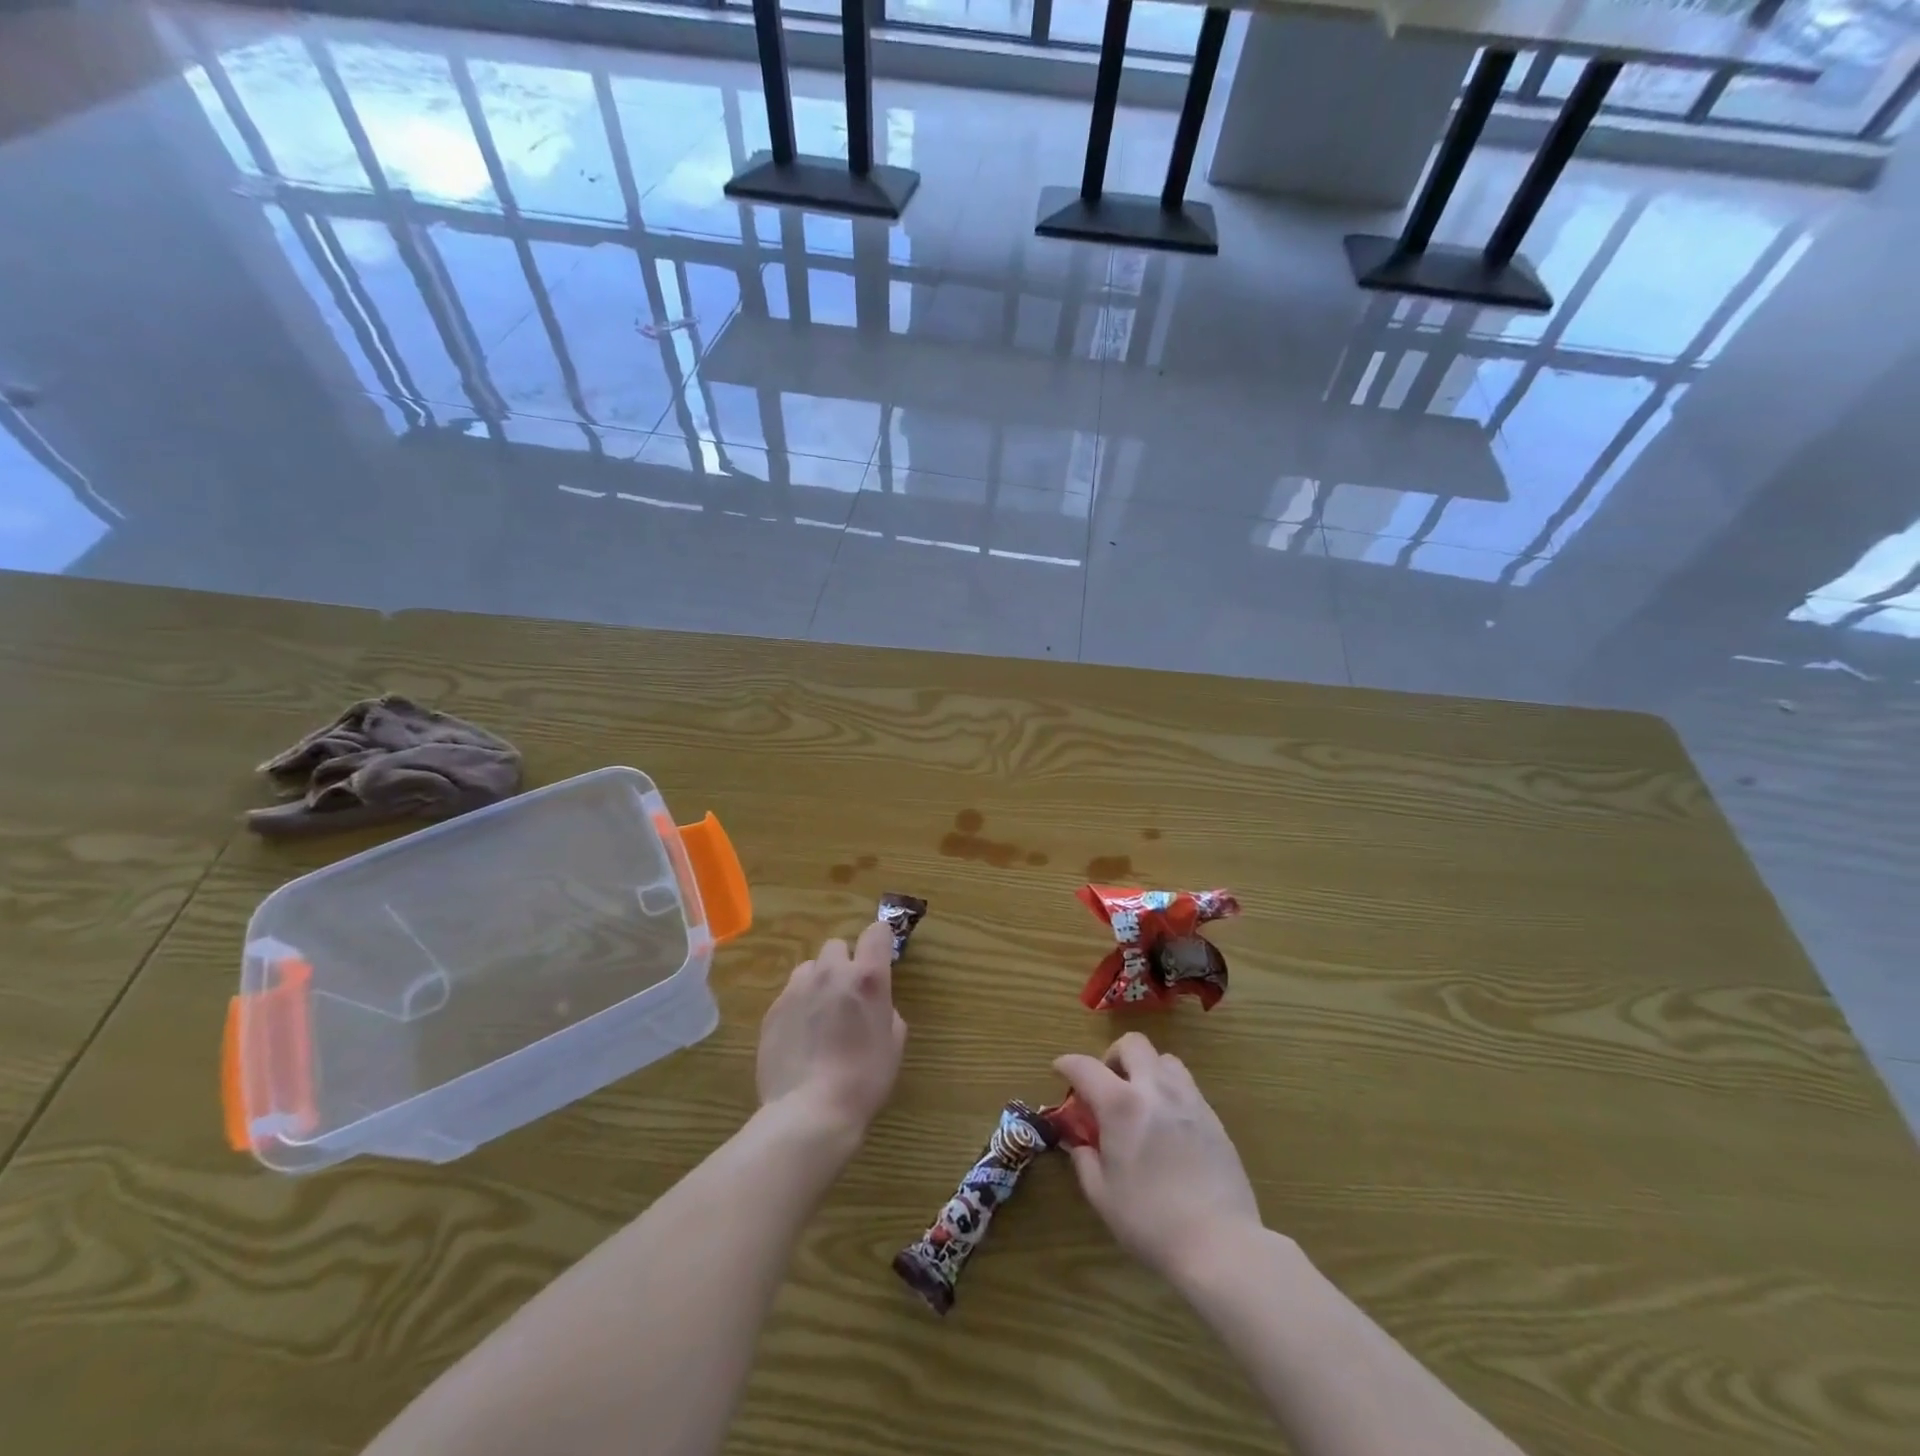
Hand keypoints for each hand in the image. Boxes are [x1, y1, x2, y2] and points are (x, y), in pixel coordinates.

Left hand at [757, 921, 906, 1137]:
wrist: (809, 1112)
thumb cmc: (863, 1080)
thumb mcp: (894, 1045)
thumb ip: (886, 1012)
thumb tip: (874, 1006)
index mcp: (866, 978)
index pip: (876, 932)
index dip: (880, 940)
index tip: (880, 954)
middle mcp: (831, 973)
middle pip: (837, 945)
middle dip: (844, 962)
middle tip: (848, 994)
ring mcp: (797, 989)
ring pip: (810, 968)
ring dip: (819, 981)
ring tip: (820, 1015)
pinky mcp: (772, 1010)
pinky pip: (789, 994)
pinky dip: (798, 1006)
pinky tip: (800, 1037)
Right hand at [1054, 1033, 1263, 1284]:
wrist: (1220, 1243)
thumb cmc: (1151, 1222)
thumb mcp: (1103, 1196)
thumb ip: (1085, 1161)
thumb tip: (1081, 1145)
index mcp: (1121, 1105)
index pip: (1085, 1066)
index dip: (1067, 1064)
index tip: (1060, 1069)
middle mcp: (1155, 1090)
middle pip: (1133, 1044)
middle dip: (1113, 1056)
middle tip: (1107, 1085)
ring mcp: (1189, 1100)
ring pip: (1165, 1059)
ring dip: (1146, 1069)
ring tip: (1141, 1100)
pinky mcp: (1213, 1118)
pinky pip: (1187, 1086)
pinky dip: (1169, 1092)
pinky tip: (1167, 1125)